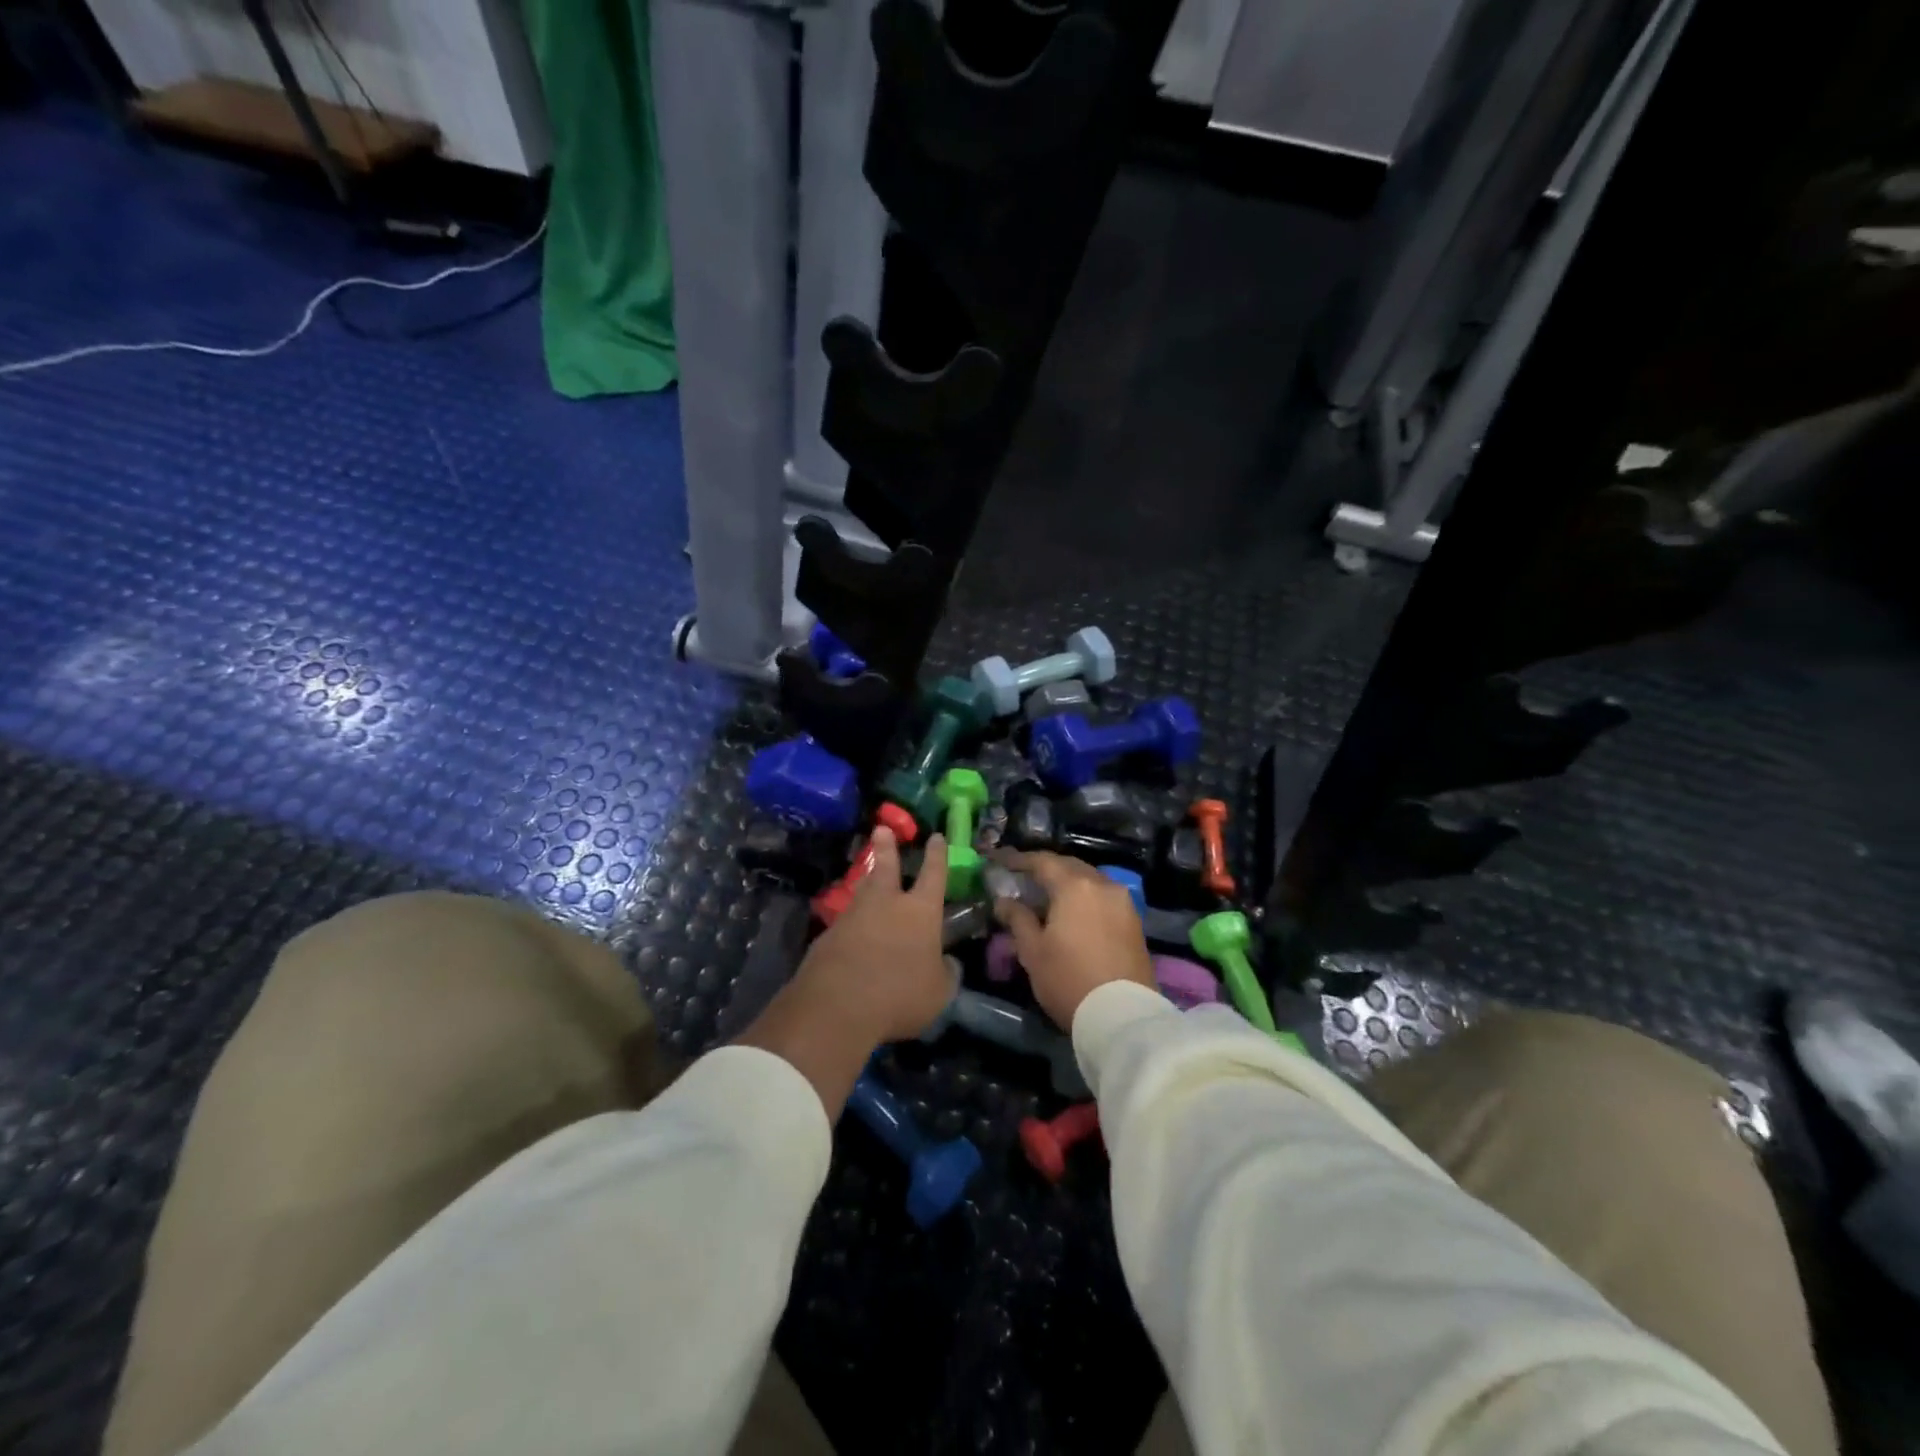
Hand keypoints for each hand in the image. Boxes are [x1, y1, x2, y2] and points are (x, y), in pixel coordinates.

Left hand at [796, 827, 954, 1042]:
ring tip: (867, 875)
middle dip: (886, 848)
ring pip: (862, 891)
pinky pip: (845, 924)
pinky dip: (851, 924)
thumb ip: (945, 973)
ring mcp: (853, 917)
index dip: (937, 855)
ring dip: (866, 881)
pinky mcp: (827, 937)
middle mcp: (886, 904)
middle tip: (881, 828)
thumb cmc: (900, 994)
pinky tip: (851, 935)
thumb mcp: (938, 992)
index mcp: (920, 911)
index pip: (934, 875)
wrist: (838, 1006)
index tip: (936, 836)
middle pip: (886, 868)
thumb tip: (946, 963)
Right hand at [992, 850, 1155, 1030]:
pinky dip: (1084, 896)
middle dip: (1045, 868)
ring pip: (1089, 879)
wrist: (1123, 1017)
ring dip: (1066, 881)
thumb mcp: (1033, 951)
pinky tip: (1072, 911)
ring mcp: (1123, 902)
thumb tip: (1004, 901)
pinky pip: (1103, 896)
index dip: (1018, 859)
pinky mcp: (1134, 921)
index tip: (1000, 860)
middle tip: (1022, 877)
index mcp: (1074, 886)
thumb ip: (1017, 919)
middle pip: (1069, 865)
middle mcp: (1102, 884)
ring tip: (1046, 895)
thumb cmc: (1069, 980)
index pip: (1042, 861)